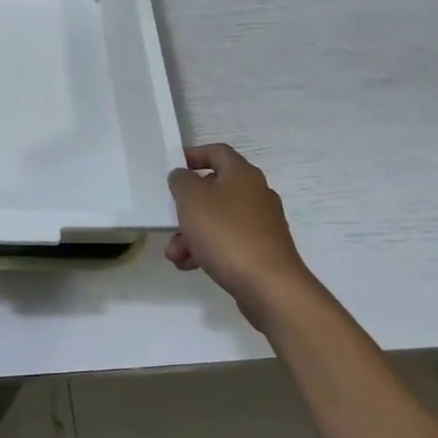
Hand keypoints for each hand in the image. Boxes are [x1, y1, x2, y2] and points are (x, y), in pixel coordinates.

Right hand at [166, 144, 317, 328]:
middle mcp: (256, 194)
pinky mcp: (262, 250)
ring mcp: (261, 224)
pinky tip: (191, 265)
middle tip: (169, 219)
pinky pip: (227, 242)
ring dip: (191, 233)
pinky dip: (207, 249)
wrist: (269, 286)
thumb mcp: (191, 199)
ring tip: (175, 254)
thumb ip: (181, 180)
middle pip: (214, 189)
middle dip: (186, 207)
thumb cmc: (226, 233)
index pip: (217, 152)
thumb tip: (184, 177)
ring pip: (217, 219)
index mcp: (242, 174)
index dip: (193, 155)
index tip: (172, 168)